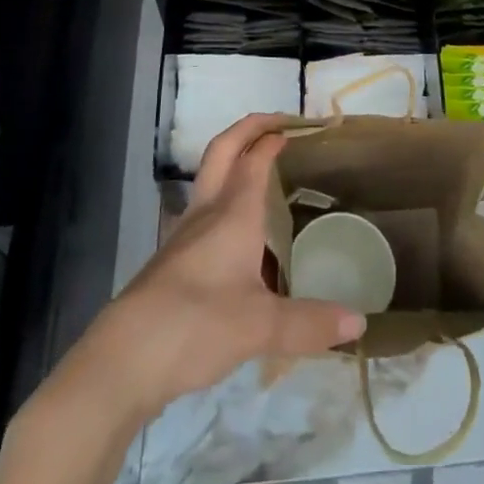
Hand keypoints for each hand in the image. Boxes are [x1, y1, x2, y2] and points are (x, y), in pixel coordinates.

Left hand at [79, 115, 364, 422]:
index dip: (272, 137)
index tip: (295, 127)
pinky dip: (224, 200)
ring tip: (261, 171)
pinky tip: (238, 233)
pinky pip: (203, 213)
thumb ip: (310, 323)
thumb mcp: (261, 327)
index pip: (254, 159)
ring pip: (209, 180)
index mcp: (232, 214)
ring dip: (232, 161)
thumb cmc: (196, 325)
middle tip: (275, 123)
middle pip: (223, 151)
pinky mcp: (171, 261)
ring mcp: (184, 236)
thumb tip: (360, 325)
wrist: (123, 360)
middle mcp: (207, 213)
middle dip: (248, 129)